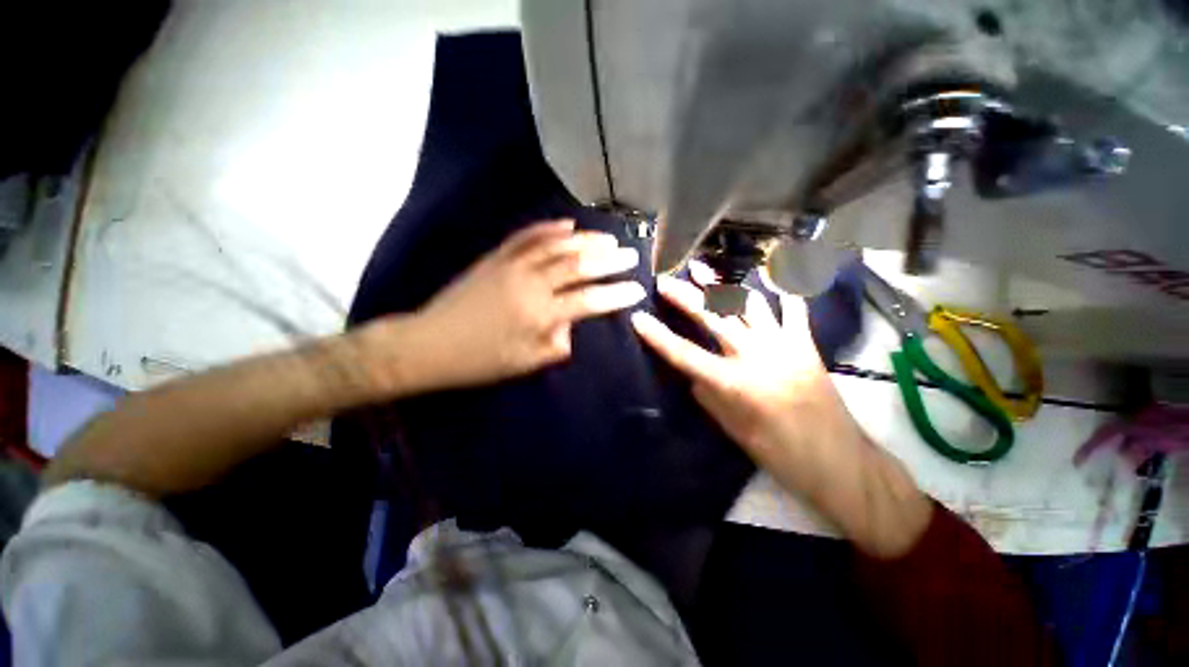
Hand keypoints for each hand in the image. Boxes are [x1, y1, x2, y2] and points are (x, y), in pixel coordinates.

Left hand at [365, 219, 645, 395]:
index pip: (590, 300)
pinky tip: (568, 223)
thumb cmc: (481, 361)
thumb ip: (558, 344)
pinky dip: (549, 227)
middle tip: (631, 255)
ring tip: (608, 238)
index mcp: (540, 314)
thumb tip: (573, 325)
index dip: (616, 294)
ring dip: (586, 240)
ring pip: (557, 245)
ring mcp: (512, 265)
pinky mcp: (496, 257)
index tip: (637, 288)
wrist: (430, 343)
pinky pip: (527, 236)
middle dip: (609, 260)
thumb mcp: (525, 363)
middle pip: (578, 266)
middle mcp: (532, 284)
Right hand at [630, 273, 848, 458]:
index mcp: (734, 383)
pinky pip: (792, 308)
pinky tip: (767, 272)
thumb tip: (693, 374)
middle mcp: (756, 355)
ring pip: (748, 303)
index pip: (685, 354)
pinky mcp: (805, 343)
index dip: (658, 336)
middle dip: (685, 296)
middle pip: (713, 316)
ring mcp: (784, 344)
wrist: (839, 461)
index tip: (638, 319)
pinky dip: (780, 288)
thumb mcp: (733, 430)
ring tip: (702, 268)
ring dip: (722, 284)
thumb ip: (709, 395)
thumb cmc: (781, 454)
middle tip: (665, 280)